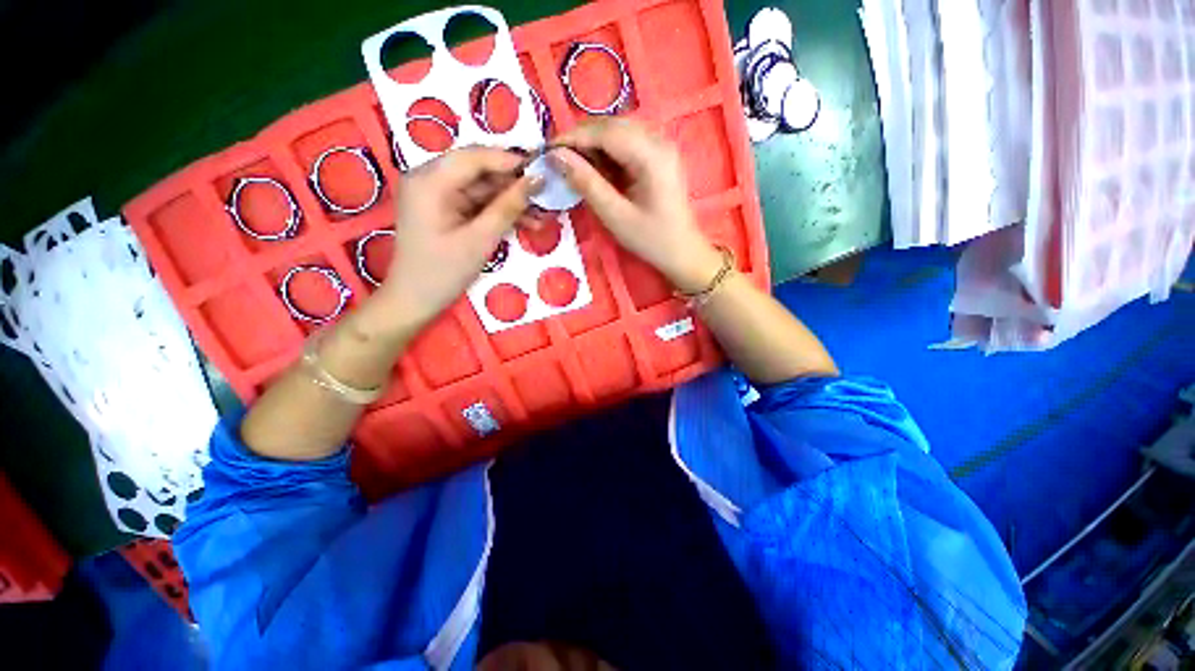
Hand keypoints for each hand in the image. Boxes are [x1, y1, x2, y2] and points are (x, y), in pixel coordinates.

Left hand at [375, 147, 541, 327]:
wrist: (415, 300)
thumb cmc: (443, 272)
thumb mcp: (480, 240)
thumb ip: (508, 207)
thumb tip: (537, 180)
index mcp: (429, 181)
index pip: (475, 157)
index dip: (510, 161)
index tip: (543, 171)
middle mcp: (430, 179)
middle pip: (479, 171)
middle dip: (514, 184)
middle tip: (546, 195)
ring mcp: (437, 194)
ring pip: (483, 188)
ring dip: (512, 201)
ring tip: (542, 215)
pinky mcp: (445, 209)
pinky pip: (478, 203)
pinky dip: (500, 211)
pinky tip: (526, 222)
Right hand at [551, 119, 721, 292]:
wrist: (682, 252)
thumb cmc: (651, 239)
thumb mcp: (615, 215)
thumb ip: (587, 183)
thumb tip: (557, 157)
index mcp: (652, 155)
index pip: (605, 132)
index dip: (573, 137)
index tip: (547, 150)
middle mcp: (659, 140)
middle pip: (612, 125)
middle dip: (582, 139)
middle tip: (558, 159)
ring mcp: (661, 145)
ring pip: (619, 131)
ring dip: (594, 144)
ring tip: (574, 165)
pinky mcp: (659, 155)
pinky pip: (628, 142)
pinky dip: (608, 151)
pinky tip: (597, 168)